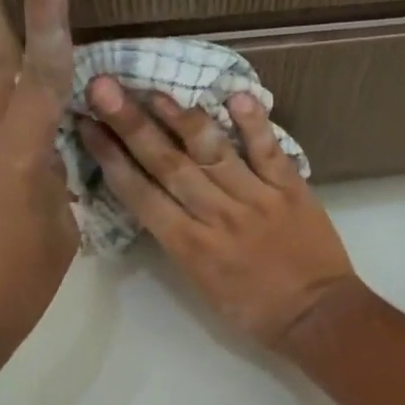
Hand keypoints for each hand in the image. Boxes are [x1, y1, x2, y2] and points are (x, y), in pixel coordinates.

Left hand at [0, 0, 78, 353]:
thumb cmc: (16, 284)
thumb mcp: (59, 231)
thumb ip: (57, 182)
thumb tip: (48, 160)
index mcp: (16, 155)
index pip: (41, 75)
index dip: (47, 19)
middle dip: (5, 19)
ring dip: (1, 62)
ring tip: (21, 35)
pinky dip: (0, 109)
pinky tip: (21, 123)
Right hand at [78, 78, 358, 347]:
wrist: (317, 317)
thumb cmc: (255, 311)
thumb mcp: (202, 286)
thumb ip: (180, 241)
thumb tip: (158, 200)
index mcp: (190, 247)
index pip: (141, 195)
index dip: (111, 159)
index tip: (87, 126)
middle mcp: (217, 216)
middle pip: (167, 164)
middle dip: (132, 125)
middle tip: (103, 87)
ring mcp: (255, 199)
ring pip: (211, 152)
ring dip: (180, 118)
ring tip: (154, 90)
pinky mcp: (290, 189)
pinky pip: (268, 151)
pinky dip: (253, 123)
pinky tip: (234, 95)